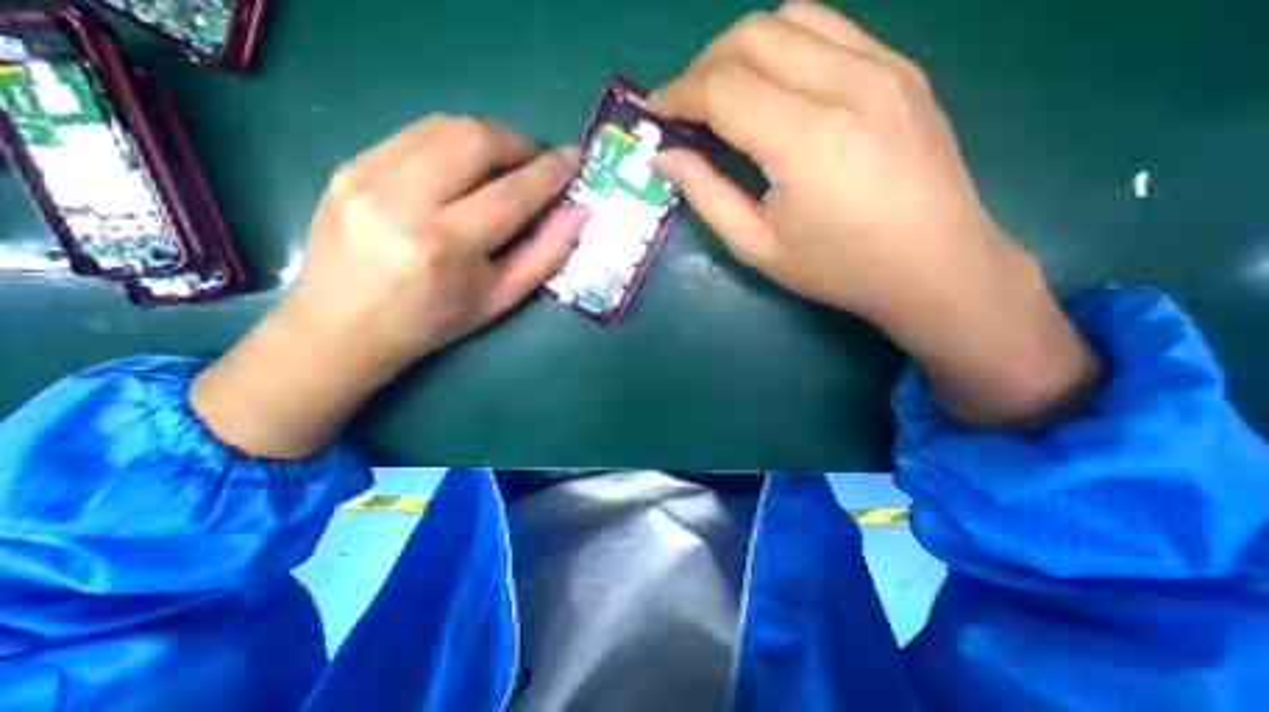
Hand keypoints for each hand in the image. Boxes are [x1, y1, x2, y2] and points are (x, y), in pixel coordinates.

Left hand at [188, 114, 585, 455]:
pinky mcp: (348, 165)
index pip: (511, 193)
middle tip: (536, 162)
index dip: (549, 172)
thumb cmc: (434, 321)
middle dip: (518, 143)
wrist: (343, 325)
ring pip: (444, 126)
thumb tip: (578, 213)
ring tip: (504, 164)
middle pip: (475, 139)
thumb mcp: (500, 298)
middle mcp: (403, 202)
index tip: (573, 157)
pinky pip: (415, 135)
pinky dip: (453, 144)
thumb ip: (544, 254)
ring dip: (487, 138)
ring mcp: (367, 176)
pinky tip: (463, 169)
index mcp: (446, 247)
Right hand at [648, 1, 1096, 426]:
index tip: (655, 110)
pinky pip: (829, 28)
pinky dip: (783, 46)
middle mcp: (847, 84)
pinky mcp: (901, 68)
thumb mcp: (759, 247)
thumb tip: (668, 156)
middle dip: (702, 66)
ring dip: (740, 49)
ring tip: (723, 94)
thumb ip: (708, 196)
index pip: (724, 89)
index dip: (679, 94)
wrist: (935, 264)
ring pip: (790, 18)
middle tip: (684, 106)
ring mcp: (883, 67)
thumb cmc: (840, 268)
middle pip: (752, 37)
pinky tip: (773, 86)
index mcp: (807, 140)